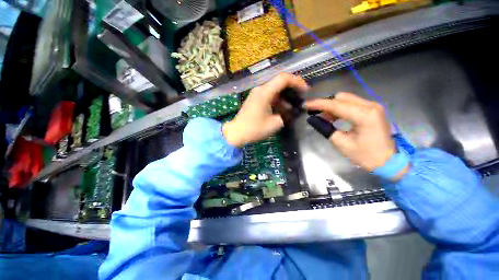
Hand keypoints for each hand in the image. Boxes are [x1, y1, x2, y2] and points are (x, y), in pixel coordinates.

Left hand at [223, 73, 308, 146]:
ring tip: (293, 107)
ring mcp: (256, 94)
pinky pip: (269, 96)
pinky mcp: (255, 100)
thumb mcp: (274, 124)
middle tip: (301, 98)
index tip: (305, 90)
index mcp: (265, 92)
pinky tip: (282, 110)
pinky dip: (277, 101)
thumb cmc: (254, 129)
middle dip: (292, 89)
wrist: (236, 133)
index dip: (297, 81)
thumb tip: (290, 111)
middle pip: (279, 83)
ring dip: (285, 97)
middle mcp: (260, 89)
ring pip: (274, 90)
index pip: (283, 78)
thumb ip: (286, 115)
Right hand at [306, 93, 407, 178]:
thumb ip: (325, 128)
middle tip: (314, 113)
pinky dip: (340, 108)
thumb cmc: (366, 156)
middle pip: (341, 97)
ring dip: (332, 106)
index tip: (305, 104)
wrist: (389, 162)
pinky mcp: (372, 109)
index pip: (335, 105)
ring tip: (321, 116)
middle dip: (325, 104)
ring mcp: (372, 106)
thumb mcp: (341, 143)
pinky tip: (333, 117)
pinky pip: (352, 104)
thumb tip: (312, 119)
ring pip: (346, 99)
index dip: (318, 104)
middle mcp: (370, 105)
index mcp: (364, 115)